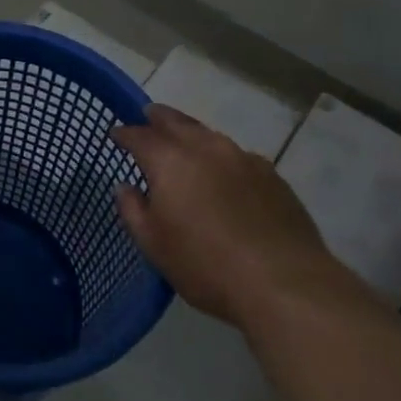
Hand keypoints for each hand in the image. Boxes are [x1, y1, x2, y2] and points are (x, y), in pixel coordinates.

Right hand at [113, 105, 341, 328]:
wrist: (285, 284)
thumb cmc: (206, 265)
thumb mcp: (153, 245)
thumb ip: (132, 210)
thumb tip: (125, 186)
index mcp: (170, 161)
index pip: (139, 136)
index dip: (124, 134)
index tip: (115, 135)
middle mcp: (205, 148)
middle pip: (176, 121)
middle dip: (158, 118)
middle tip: (148, 116)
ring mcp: (243, 158)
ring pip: (209, 135)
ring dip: (192, 134)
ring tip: (184, 142)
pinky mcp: (272, 175)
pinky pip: (237, 155)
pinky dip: (222, 157)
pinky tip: (224, 173)